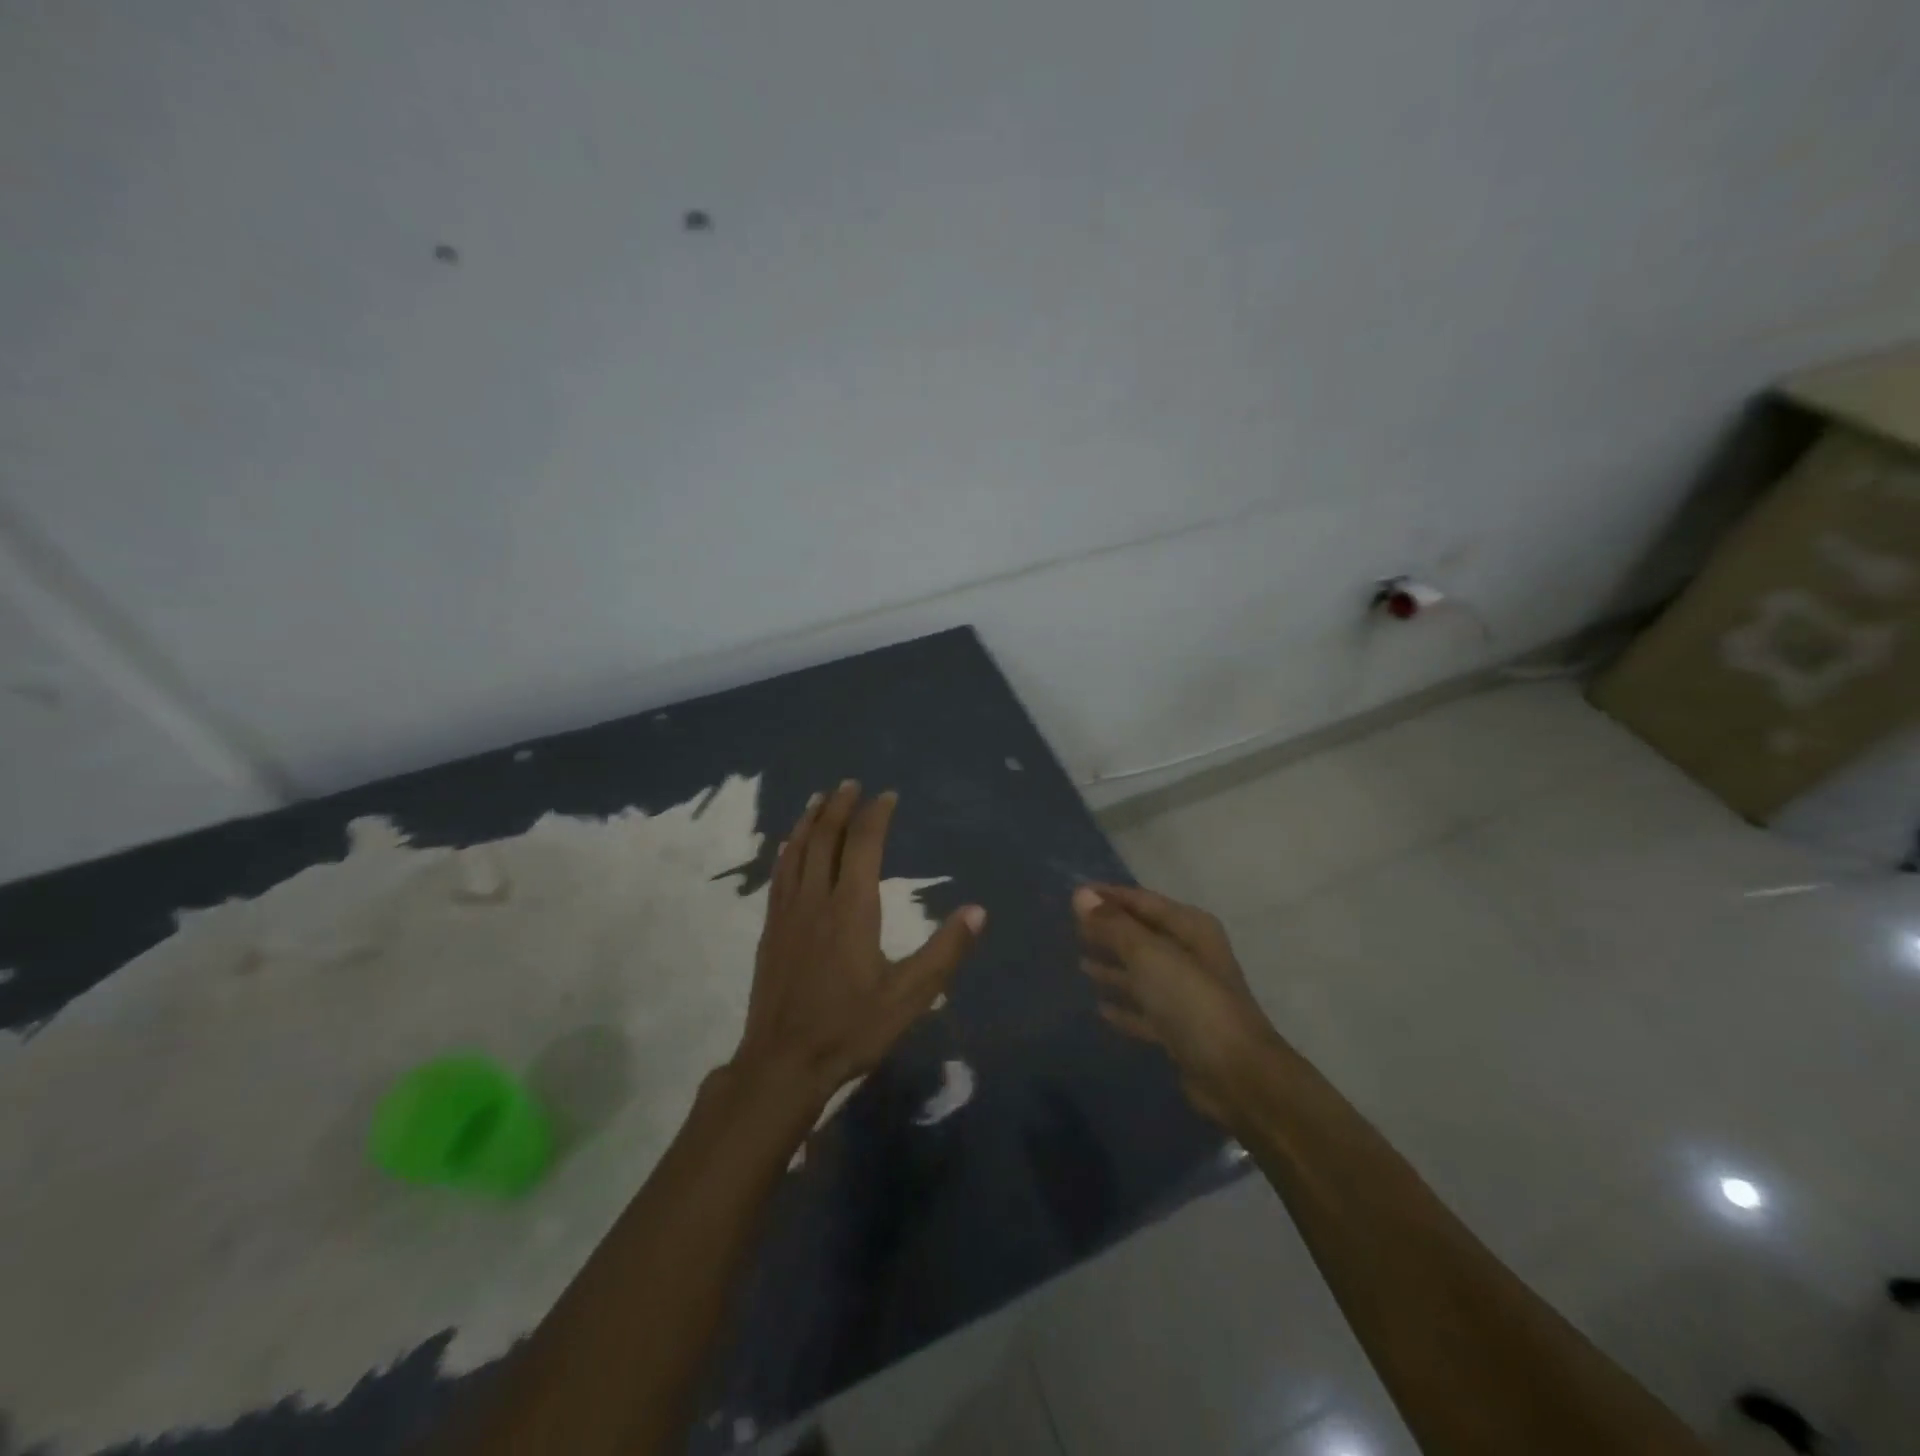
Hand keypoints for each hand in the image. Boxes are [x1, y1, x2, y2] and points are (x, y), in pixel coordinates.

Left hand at [734, 782, 985, 1105]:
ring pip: (797, 852)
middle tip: (850, 783)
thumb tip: (977, 911)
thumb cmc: (851, 1028)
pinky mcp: (771, 930)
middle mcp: (816, 900)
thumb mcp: (909, 997)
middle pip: (825, 839)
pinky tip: (788, 845)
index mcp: (851, 909)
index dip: (876, 816)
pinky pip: (779, 876)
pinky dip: (787, 851)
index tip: (887, 795)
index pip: (863, 845)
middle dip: (839, 807)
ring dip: (810, 821)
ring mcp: (788, 914)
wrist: (783, 1063)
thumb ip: (944, 952)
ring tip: (820, 799)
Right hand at [1075, 883, 1279, 1124]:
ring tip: (1080, 964)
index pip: (1142, 901)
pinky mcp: (1181, 1030)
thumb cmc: (1192, 1003)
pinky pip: (1145, 1009)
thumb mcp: (1149, 956)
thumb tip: (1081, 894)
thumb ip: (1114, 925)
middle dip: (1109, 930)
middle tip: (1071, 927)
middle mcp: (1192, 955)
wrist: (1236, 1076)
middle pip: (1142, 935)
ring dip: (1114, 967)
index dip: (1109, 896)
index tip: (1074, 894)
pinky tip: (1100, 1008)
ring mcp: (1188, 994)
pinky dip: (1125, 1006)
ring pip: (1143, 972)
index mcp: (1190, 928)